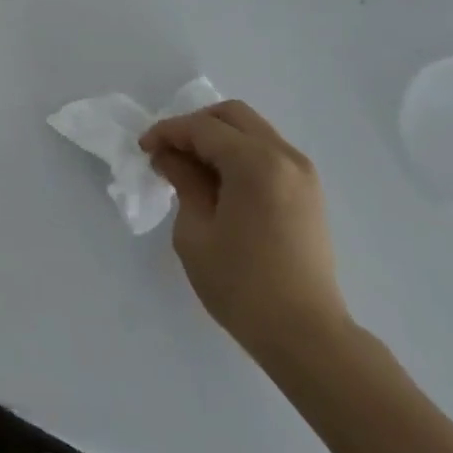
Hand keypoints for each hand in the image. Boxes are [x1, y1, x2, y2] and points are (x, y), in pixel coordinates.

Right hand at [141, 100, 352, 370]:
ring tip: (190, 169)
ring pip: (252, 131)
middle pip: (232, 116)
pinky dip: (239, 154)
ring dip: (218, 139)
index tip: (143, 149)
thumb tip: (170, 157)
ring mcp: (303, 173)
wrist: (307, 336)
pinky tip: (219, 183)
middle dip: (194, 126)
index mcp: (256, 163)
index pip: (203, 128)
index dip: (167, 132)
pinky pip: (268, 153)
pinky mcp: (309, 192)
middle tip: (168, 152)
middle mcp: (285, 156)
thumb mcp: (196, 232)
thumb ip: (183, 182)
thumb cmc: (242, 286)